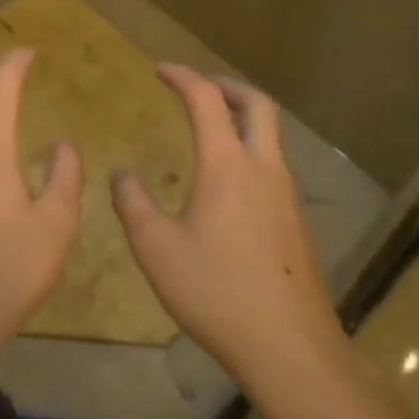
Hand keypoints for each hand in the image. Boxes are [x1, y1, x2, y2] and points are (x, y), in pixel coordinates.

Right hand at [113, 64, 344, 385]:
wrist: (291, 348)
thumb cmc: (217, 292)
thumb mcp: (156, 249)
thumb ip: (133, 204)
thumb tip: (121, 173)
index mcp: (227, 165)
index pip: (206, 99)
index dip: (183, 76)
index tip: (161, 70)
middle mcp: (263, 168)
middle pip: (257, 104)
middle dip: (226, 86)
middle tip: (199, 87)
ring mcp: (287, 196)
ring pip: (271, 136)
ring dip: (242, 118)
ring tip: (212, 130)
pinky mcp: (297, 222)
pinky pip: (274, 166)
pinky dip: (251, 151)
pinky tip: (230, 185)